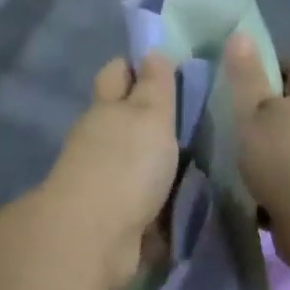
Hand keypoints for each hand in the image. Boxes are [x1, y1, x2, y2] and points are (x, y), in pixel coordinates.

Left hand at [43, 55, 179, 288]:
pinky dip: (156, 205)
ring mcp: (100, 181)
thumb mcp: (150, 115)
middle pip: (122, 119)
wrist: (95, 237)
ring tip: (195, 164)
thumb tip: (152, 52)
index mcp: (106, 108)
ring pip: (131, 163)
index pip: (116, 73)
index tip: (165, 70)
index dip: (135, 67)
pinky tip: (183, 205)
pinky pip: (140, 204)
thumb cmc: (126, 164)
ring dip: (155, 165)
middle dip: (148, 119)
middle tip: (190, 121)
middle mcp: (97, 140)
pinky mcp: (111, 218)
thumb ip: (155, 86)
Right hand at [222, 34, 289, 253]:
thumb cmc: (284, 157)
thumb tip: (242, 34)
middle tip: (249, 117)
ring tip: (250, 158)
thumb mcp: (253, 112)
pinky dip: (285, 183)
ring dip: (284, 148)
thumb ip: (246, 76)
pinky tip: (261, 195)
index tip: (260, 71)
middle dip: (283, 109)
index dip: (286, 64)